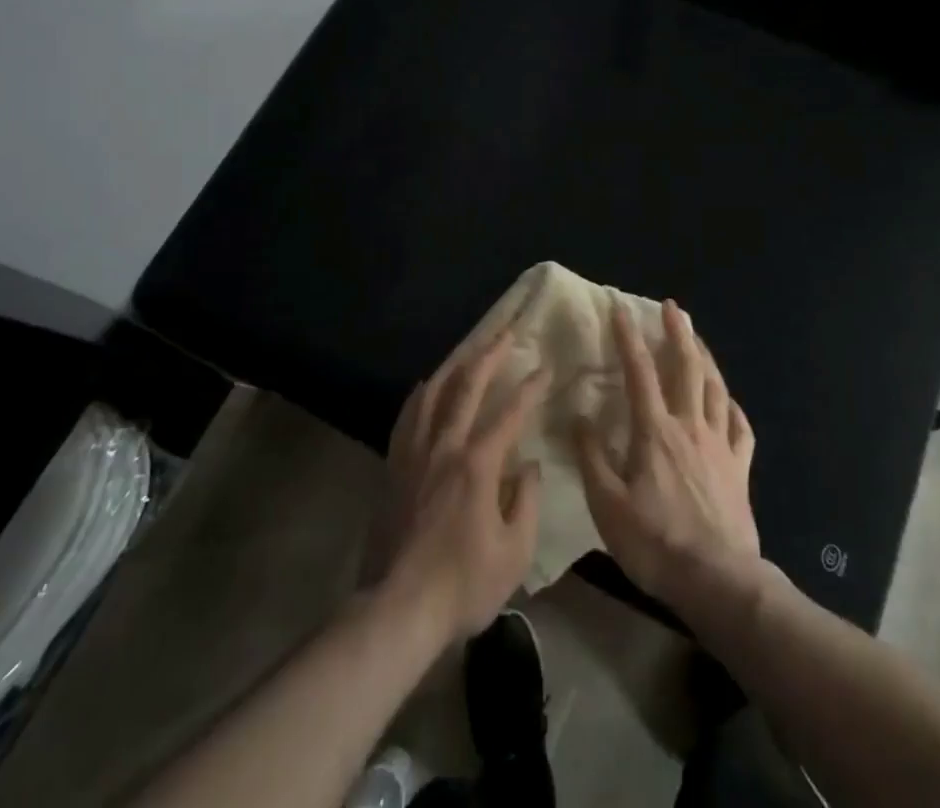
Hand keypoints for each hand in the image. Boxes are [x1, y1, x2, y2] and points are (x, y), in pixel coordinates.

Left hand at [365, 329, 551, 644]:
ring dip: (454, 365)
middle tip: (505, 332)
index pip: (509, 414)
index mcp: (477, 465)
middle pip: (466, 387)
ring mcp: (414, 453)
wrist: (398, 607)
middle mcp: (444, 446)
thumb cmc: (463, 585)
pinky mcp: (394, 465)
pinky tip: (426, 385)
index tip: (545, 367)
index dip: (530, 388)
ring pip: (433, 392)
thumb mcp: (514, 553)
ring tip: (469, 348)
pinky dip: (420, 394)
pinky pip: (407, 416)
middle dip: (489, 355)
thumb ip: (526, 502)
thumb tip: (528, 466)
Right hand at [577, 300, 759, 608]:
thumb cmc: (656, 542)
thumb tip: (579, 416)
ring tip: (698, 340)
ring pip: (717, 389)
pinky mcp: (740, 470)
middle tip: (673, 307)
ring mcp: (720, 446)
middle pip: (687, 368)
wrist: (718, 582)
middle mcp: (690, 427)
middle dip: (679, 332)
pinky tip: (729, 401)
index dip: (628, 336)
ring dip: (706, 359)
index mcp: (655, 431)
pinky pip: (741, 428)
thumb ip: (591, 457)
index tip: (620, 307)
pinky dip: (734, 407)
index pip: (639, 371)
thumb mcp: (607, 504)